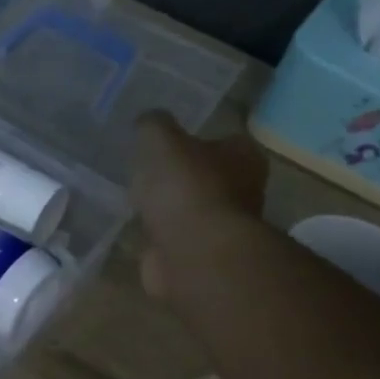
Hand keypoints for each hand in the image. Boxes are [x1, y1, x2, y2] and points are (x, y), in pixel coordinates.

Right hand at [131, 112, 267, 302]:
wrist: (192, 253)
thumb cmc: (186, 188)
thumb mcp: (161, 140)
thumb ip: (153, 125)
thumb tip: (148, 121)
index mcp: (244, 157)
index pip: (225, 140)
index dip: (198, 139)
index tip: (168, 142)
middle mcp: (242, 191)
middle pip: (209, 177)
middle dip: (182, 176)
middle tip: (148, 169)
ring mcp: (221, 228)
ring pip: (191, 210)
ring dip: (169, 208)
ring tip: (136, 197)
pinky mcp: (199, 256)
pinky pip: (174, 238)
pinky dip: (158, 235)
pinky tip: (135, 228)